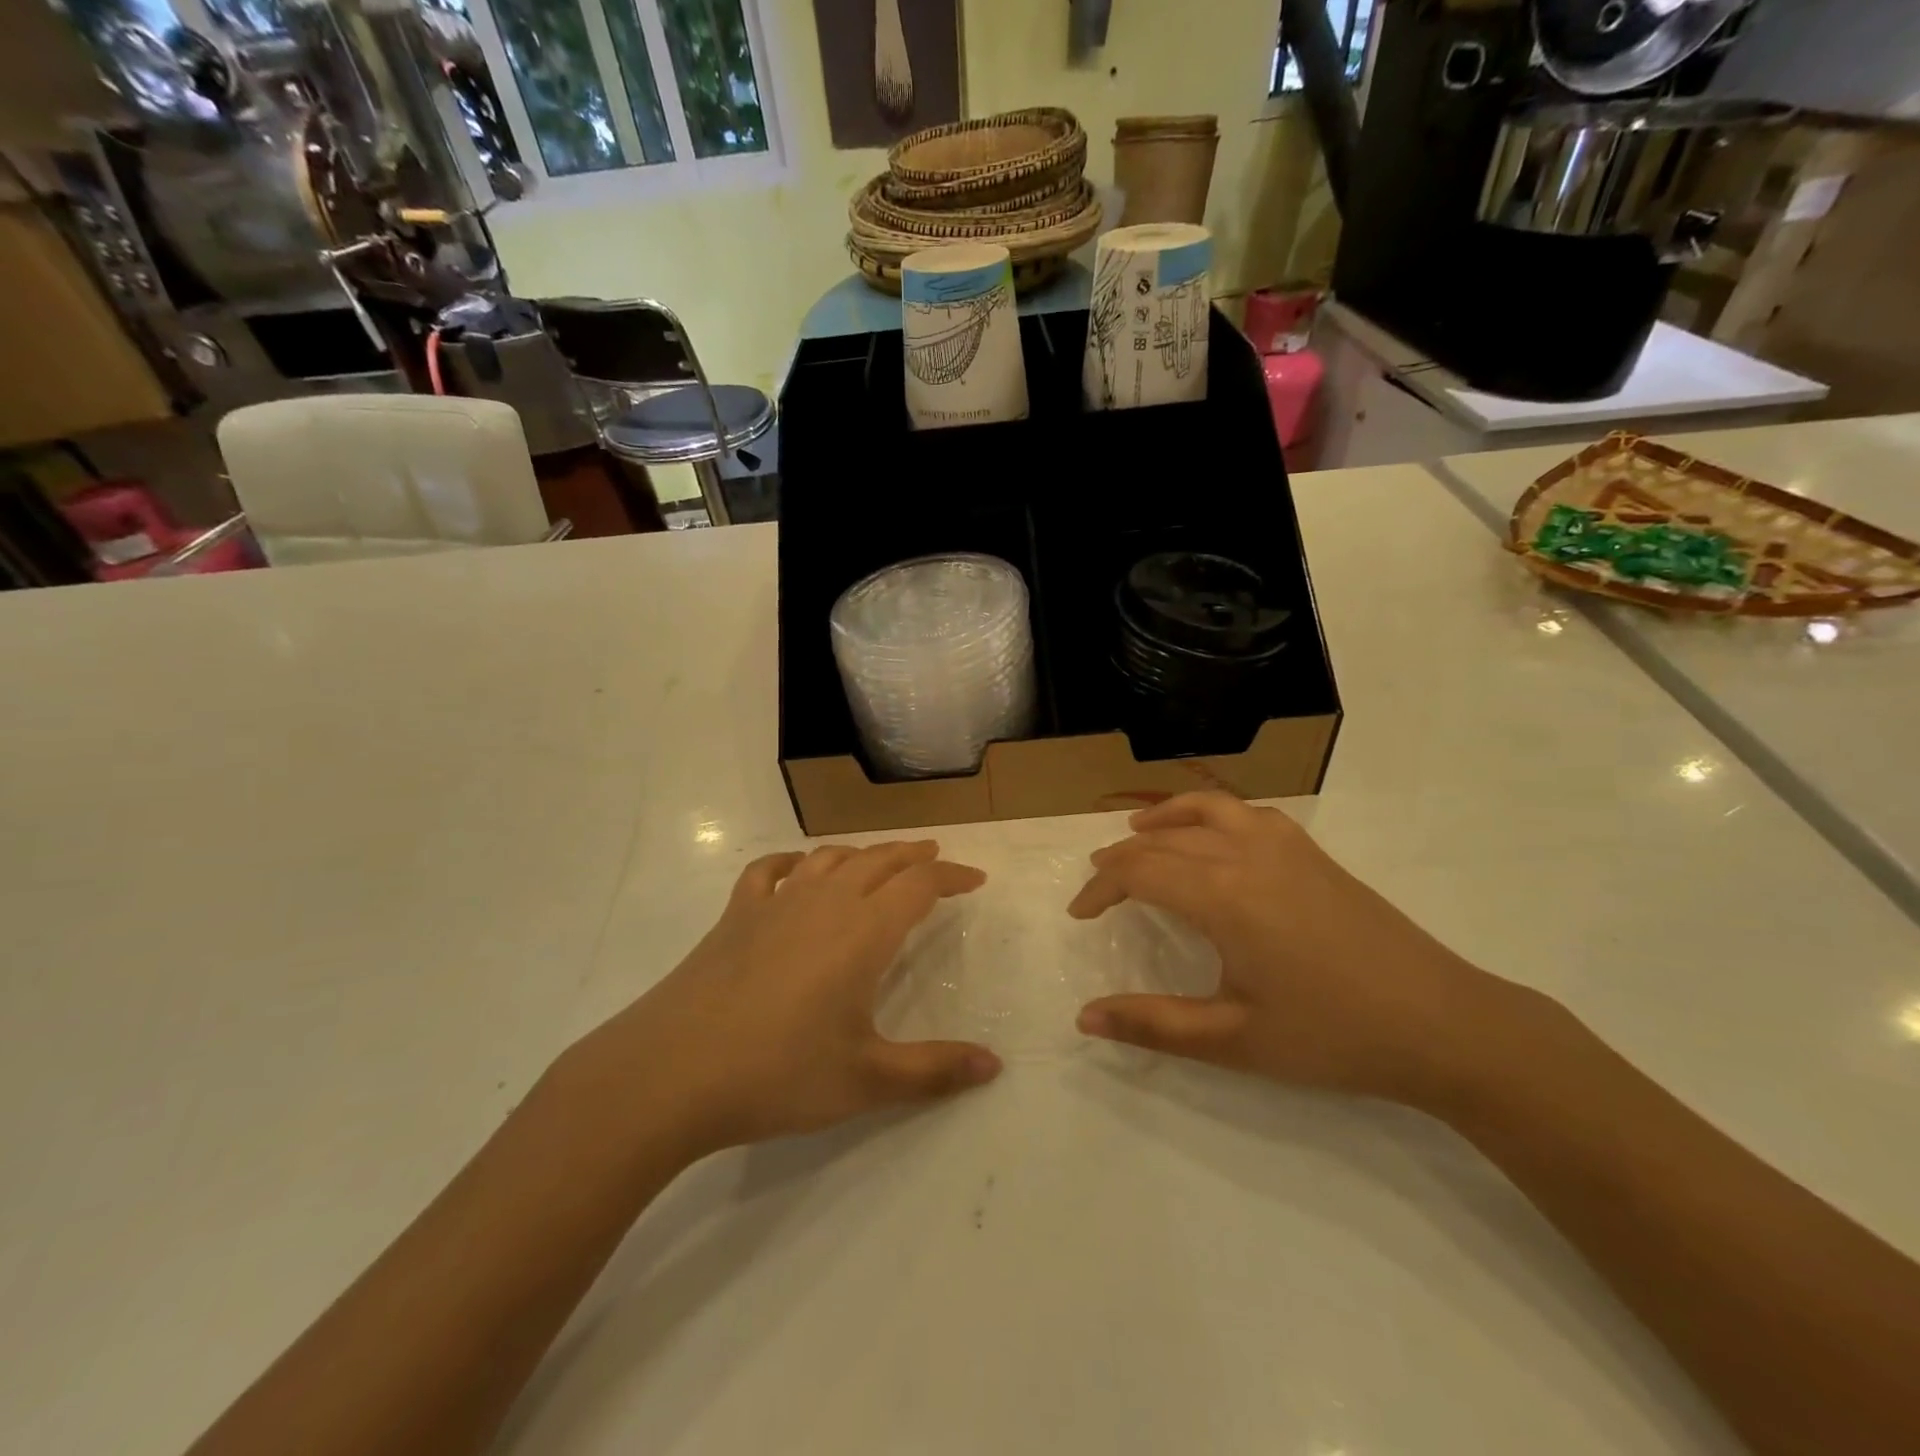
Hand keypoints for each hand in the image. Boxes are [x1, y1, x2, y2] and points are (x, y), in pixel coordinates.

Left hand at [570, 841, 1001, 1157]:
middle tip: (936, 856)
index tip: (975, 879)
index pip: (919, 886)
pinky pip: (768, 872)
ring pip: (829, 859)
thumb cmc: (778, 1074)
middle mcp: (824, 903)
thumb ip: (934, 1070)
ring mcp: (775, 904)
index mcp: (863, 933)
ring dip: (862, 853)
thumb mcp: (866, 1080)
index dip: (951, 878)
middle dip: (912, 856)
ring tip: (879, 859)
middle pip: (878, 861)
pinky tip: (795, 869)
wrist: (670, 1073)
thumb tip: (995, 1065)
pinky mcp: (735, 916)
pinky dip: (791, 862)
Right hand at [1070, 792, 1520, 1104]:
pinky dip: (1213, 814)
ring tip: (1140, 831)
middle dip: (1123, 857)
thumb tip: (1084, 1019)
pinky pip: (1248, 814)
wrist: (1444, 1024)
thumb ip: (1153, 1025)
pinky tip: (1215, 838)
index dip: (1100, 888)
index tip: (1079, 914)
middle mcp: (1247, 854)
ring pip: (1209, 809)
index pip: (1140, 872)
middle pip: (1166, 838)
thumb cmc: (1333, 1036)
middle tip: (1099, 882)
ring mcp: (1286, 847)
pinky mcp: (1314, 854)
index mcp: (1223, 895)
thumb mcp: (1235, 1040)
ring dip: (1166, 818)